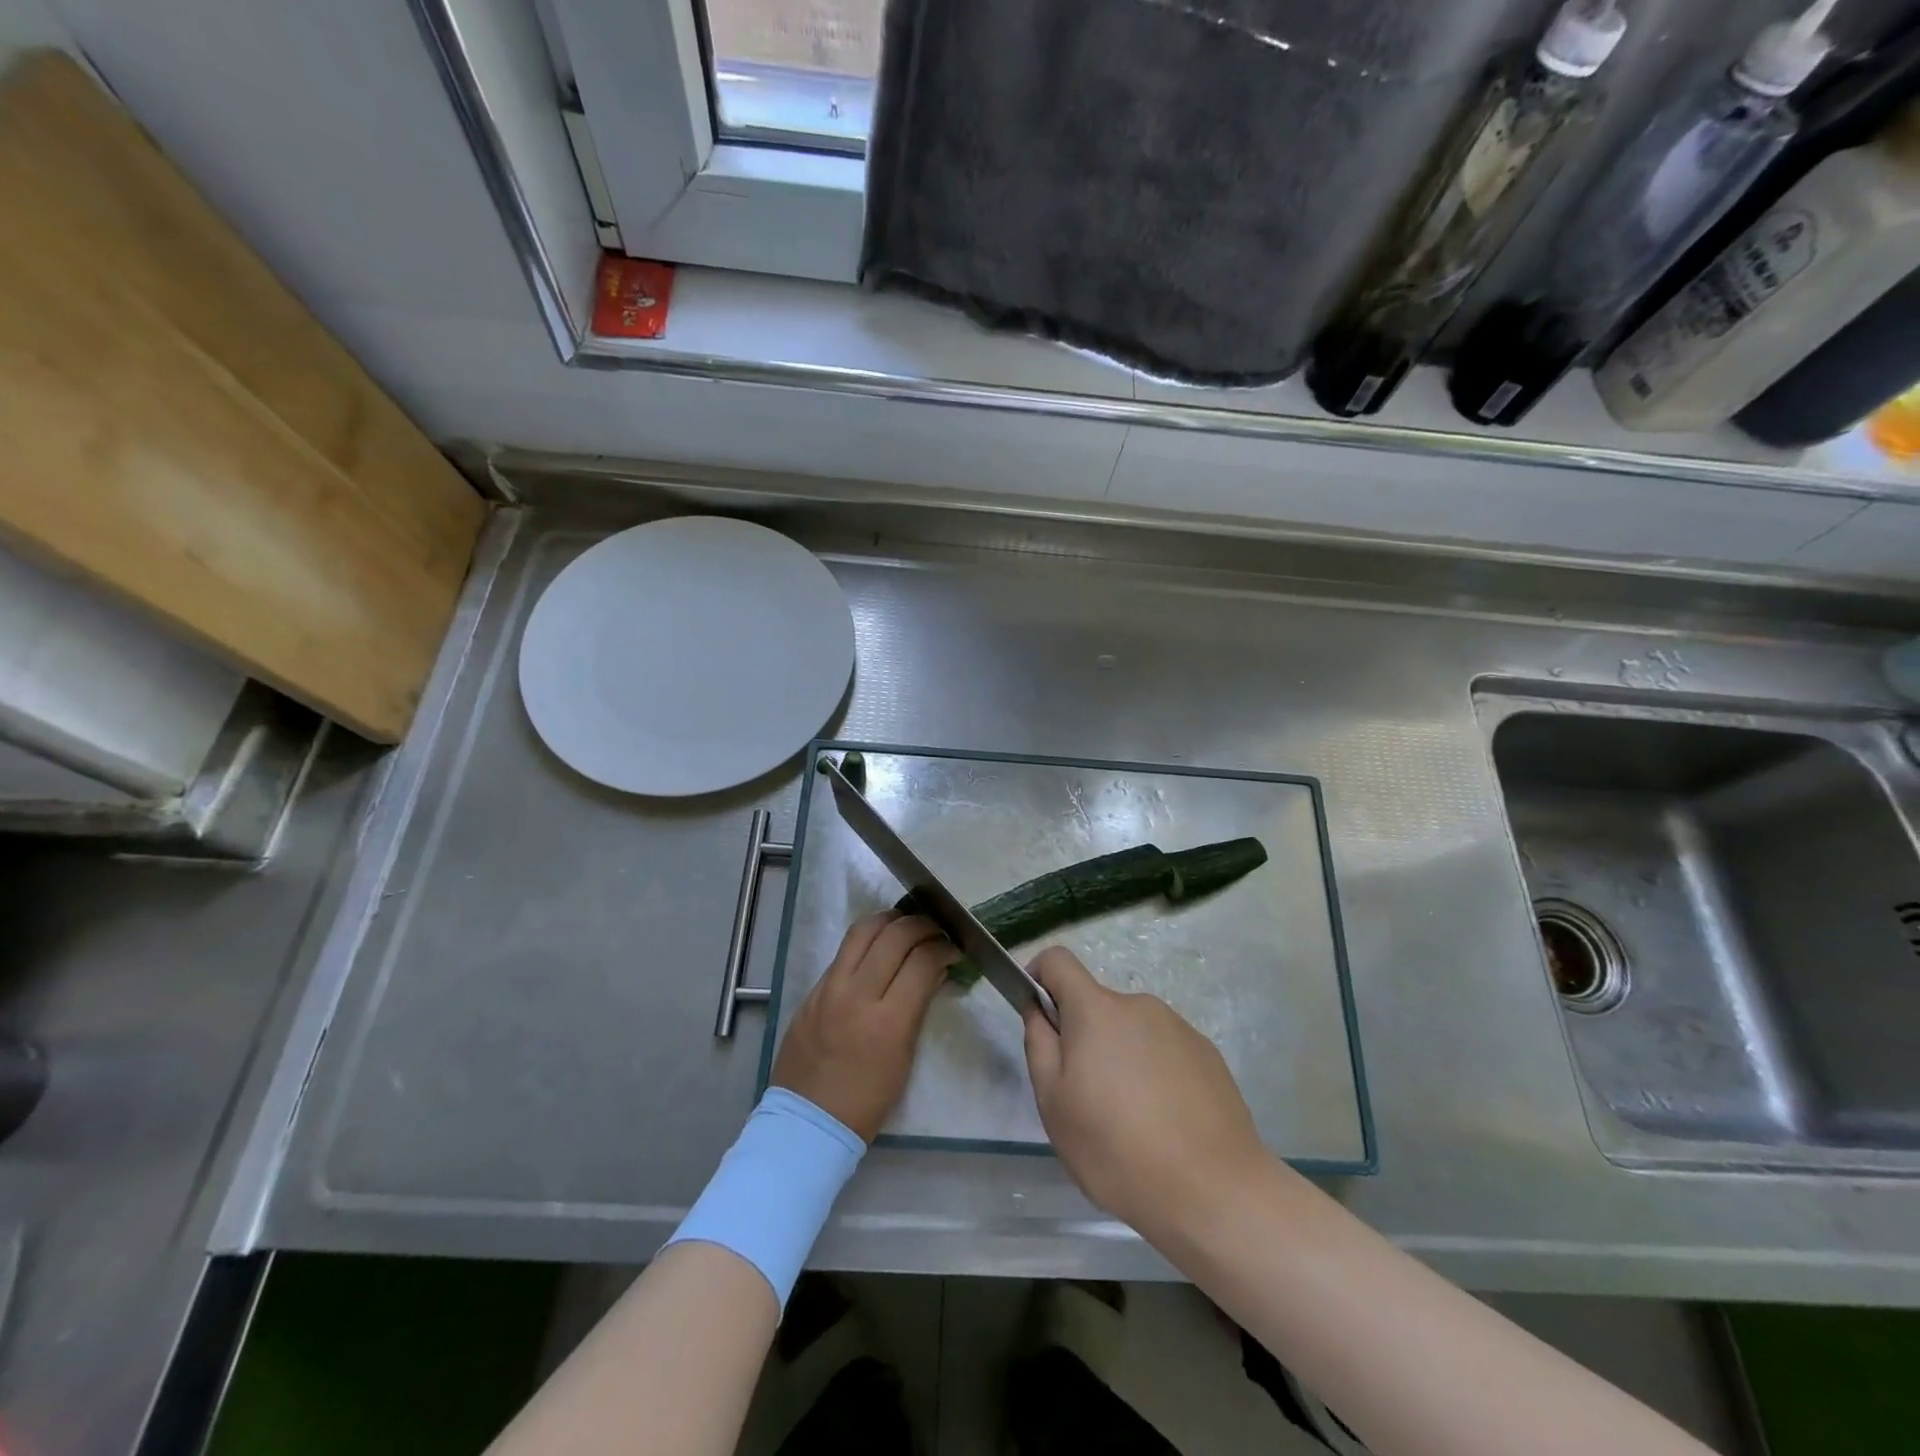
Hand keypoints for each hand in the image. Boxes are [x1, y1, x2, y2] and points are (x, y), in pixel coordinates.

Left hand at [772, 911, 957, 1141]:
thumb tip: (934, 970)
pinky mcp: (812, 990)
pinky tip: (878, 946)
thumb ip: (918, 1006)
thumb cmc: (867, 1101)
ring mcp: (829, 988)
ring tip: (906, 924)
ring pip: (863, 930)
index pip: (922, 961)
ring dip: (890, 920)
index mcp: (888, 1021)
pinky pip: (843, 952)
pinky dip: (866, 940)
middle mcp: (857, 994)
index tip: (953, 949)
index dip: (944, 948)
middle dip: (922, 926)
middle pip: (895, 935)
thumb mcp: (905, 1056)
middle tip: (935, 931)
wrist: (809, 1121)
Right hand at [1022, 947, 1268, 1242]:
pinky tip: (1166, 1124)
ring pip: (1132, 1032)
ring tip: (1131, 1122)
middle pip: (1097, 1006)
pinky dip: (1155, 1075)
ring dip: (1121, 1059)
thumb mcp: (1054, 1104)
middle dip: (1084, 1039)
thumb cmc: (1117, 1149)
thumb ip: (1039, 1045)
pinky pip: (1165, 1052)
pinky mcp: (1208, 1054)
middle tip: (1088, 1099)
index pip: (1058, 961)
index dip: (1039, 977)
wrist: (1214, 1191)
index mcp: (1096, 1010)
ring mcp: (1179, 1028)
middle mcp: (1139, 1005)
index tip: (1039, 1017)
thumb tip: (1040, 1010)